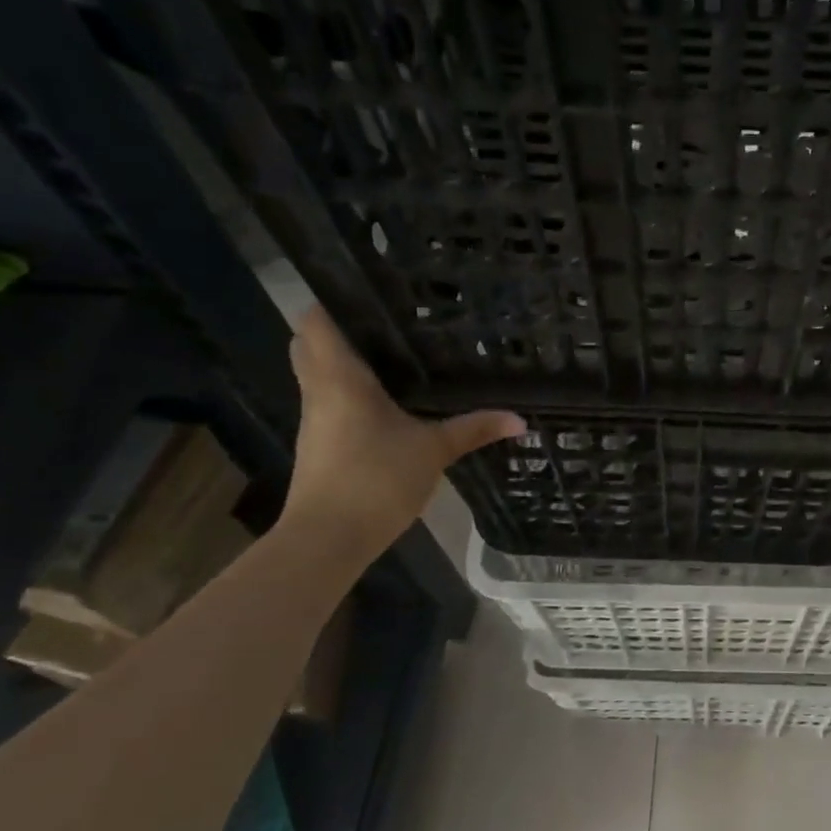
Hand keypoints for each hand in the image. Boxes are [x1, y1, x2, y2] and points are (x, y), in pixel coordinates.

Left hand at [280, 307, 523, 559]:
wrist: (327, 538)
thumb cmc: (376, 479)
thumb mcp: (434, 450)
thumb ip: (475, 429)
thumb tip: (521, 419)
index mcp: (340, 378)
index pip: (316, 321)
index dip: (333, 300)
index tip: (367, 292)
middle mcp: (319, 390)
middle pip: (309, 343)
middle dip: (337, 329)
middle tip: (381, 323)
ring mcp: (313, 419)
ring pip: (317, 373)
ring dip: (341, 361)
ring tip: (389, 353)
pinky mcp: (318, 444)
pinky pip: (327, 401)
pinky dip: (346, 392)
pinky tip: (382, 400)